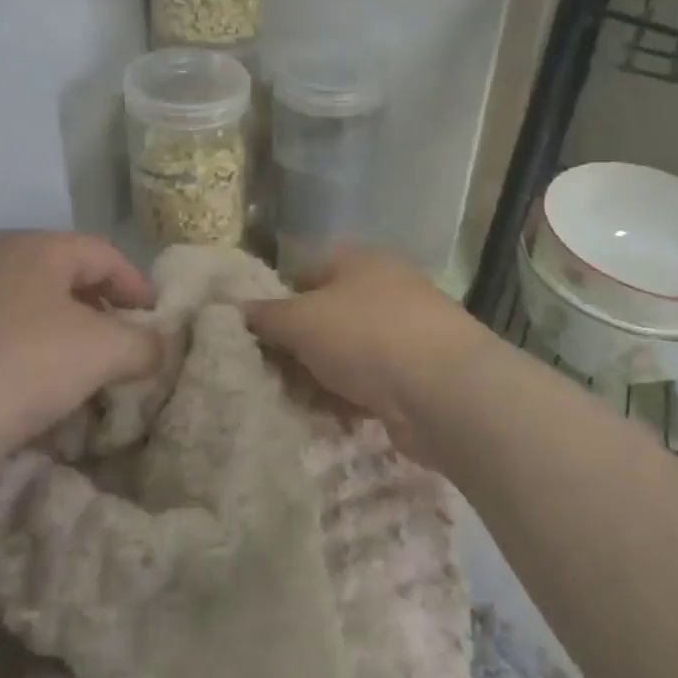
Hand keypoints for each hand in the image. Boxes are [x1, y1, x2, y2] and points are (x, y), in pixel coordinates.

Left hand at [0, 231, 159, 508]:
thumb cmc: (21, 367)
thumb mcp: (103, 353)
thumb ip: (145, 344)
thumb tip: (160, 347)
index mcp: (36, 246)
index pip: (105, 254)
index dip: (139, 286)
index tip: (159, 322)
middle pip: (69, 276)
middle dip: (105, 310)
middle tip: (127, 344)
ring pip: (36, 307)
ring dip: (71, 334)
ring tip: (89, 370)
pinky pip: (6, 333)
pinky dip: (36, 352)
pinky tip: (40, 387)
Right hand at [245, 247, 491, 464]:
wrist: (443, 390)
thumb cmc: (365, 335)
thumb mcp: (301, 319)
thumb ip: (265, 315)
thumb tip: (234, 310)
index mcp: (360, 260)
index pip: (304, 270)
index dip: (275, 297)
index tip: (249, 330)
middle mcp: (384, 290)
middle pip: (324, 315)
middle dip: (293, 345)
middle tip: (260, 372)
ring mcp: (402, 334)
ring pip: (343, 353)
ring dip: (315, 376)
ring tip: (283, 399)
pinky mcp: (413, 376)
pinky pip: (365, 384)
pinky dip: (342, 399)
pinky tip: (319, 417)